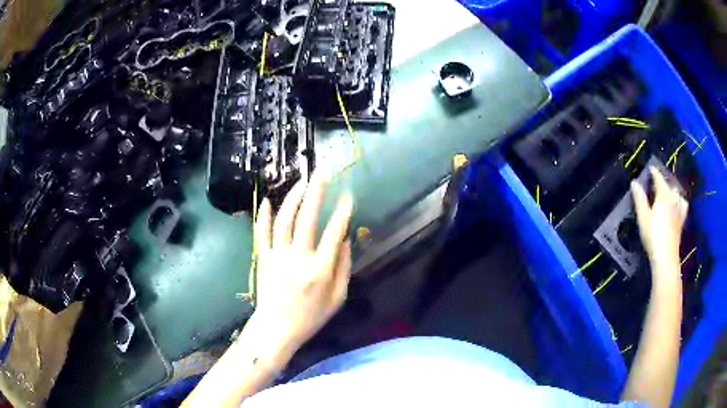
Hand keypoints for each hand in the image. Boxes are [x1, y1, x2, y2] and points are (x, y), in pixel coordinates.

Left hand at [244, 172, 352, 366]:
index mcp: (320, 270)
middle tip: (321, 175)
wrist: (278, 328)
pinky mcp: (263, 258)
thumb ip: (344, 268)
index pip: (334, 233)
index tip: (348, 196)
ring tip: (302, 183)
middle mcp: (299, 259)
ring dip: (293, 198)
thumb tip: (344, 240)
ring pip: (284, 221)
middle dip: (316, 194)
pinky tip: (268, 200)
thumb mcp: (338, 298)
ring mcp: (278, 256)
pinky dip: (263, 215)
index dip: (343, 212)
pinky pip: (261, 233)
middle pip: (307, 219)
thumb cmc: (311, 316)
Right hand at [631, 167, 688, 276]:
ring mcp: (679, 209)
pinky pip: (683, 204)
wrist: (666, 256)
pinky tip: (678, 203)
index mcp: (663, 194)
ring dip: (672, 189)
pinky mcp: (682, 220)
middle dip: (663, 180)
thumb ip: (639, 198)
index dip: (654, 172)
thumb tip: (635, 182)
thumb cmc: (653, 235)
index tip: (650, 168)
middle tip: (657, 181)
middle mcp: (673, 198)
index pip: (658, 178)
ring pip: (677, 193)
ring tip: (668, 190)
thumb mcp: (643, 217)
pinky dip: (680, 200)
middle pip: (669, 184)